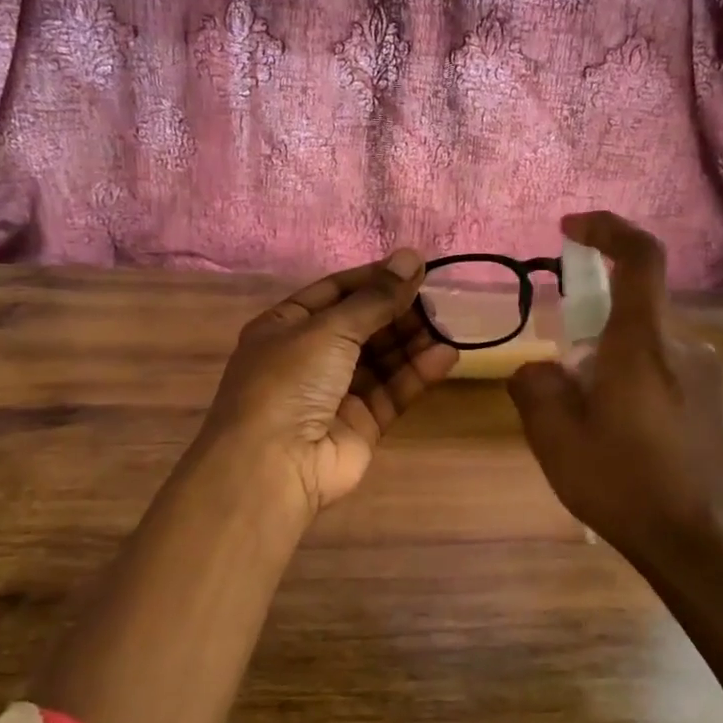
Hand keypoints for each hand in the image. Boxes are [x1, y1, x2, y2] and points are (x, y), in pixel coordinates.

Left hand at [197, 248, 458, 522]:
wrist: (273, 466)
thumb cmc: (290, 380)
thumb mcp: (329, 328)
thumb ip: (375, 298)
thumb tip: (411, 256)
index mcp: (286, 326)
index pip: (335, 291)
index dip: (374, 278)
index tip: (415, 267)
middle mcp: (309, 357)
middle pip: (362, 325)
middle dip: (398, 310)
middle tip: (440, 297)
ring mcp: (335, 392)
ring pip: (382, 359)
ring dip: (413, 341)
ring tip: (449, 324)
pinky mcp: (361, 424)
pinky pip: (392, 391)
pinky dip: (417, 373)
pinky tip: (446, 356)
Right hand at [507, 212, 722, 573]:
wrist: (705, 545)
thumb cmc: (626, 485)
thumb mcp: (556, 439)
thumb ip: (536, 387)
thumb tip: (539, 369)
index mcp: (644, 342)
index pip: (639, 256)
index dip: (607, 228)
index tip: (570, 228)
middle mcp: (681, 345)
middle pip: (634, 302)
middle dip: (590, 316)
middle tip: (559, 366)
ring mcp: (703, 374)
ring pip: (645, 339)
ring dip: (608, 354)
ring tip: (582, 413)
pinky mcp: (710, 402)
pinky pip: (662, 367)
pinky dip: (629, 375)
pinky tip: (614, 431)